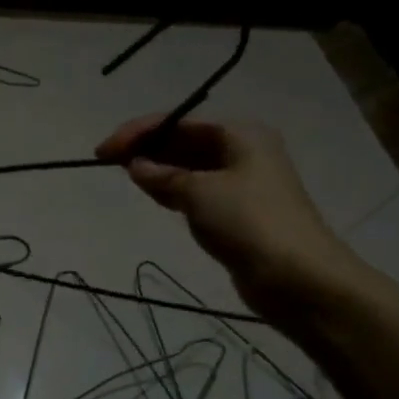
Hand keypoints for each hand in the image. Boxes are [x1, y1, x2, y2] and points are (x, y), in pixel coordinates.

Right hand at [94, 116, 360, 319]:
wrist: (297, 277)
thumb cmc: (248, 222)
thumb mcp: (199, 192)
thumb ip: (162, 175)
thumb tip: (135, 165)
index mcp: (240, 134)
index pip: (179, 122)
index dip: (137, 132)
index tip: (102, 151)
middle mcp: (243, 151)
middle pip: (184, 142)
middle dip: (147, 149)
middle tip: (107, 162)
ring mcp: (242, 183)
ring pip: (189, 168)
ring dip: (159, 170)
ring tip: (125, 177)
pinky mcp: (237, 213)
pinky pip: (197, 191)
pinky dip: (174, 191)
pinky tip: (154, 195)